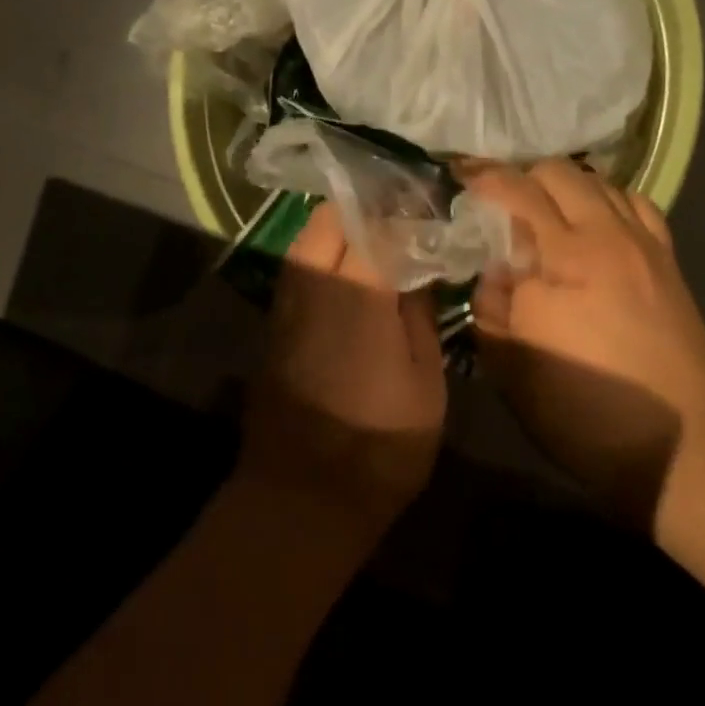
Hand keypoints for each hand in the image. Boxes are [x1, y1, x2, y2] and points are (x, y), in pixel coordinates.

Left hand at [240, 203, 446, 533]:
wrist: (303, 498)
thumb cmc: (381, 445)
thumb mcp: (426, 382)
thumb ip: (421, 314)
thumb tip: (421, 268)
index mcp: (360, 293)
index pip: (381, 226)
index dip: (407, 212)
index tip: (431, 211)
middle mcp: (315, 285)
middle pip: (331, 218)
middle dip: (366, 208)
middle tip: (402, 219)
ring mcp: (286, 305)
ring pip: (306, 240)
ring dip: (339, 229)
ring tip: (377, 241)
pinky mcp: (274, 327)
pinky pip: (297, 272)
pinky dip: (322, 257)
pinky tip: (349, 276)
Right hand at [463, 160, 704, 524]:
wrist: (685, 444)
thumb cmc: (587, 411)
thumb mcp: (514, 368)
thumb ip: (492, 306)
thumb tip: (494, 269)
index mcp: (565, 257)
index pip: (518, 192)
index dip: (484, 178)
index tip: (460, 178)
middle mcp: (607, 235)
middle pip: (560, 173)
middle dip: (522, 176)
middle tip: (498, 202)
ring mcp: (644, 244)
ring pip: (600, 181)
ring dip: (564, 186)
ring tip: (544, 212)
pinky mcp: (668, 261)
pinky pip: (636, 204)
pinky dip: (607, 199)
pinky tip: (596, 224)